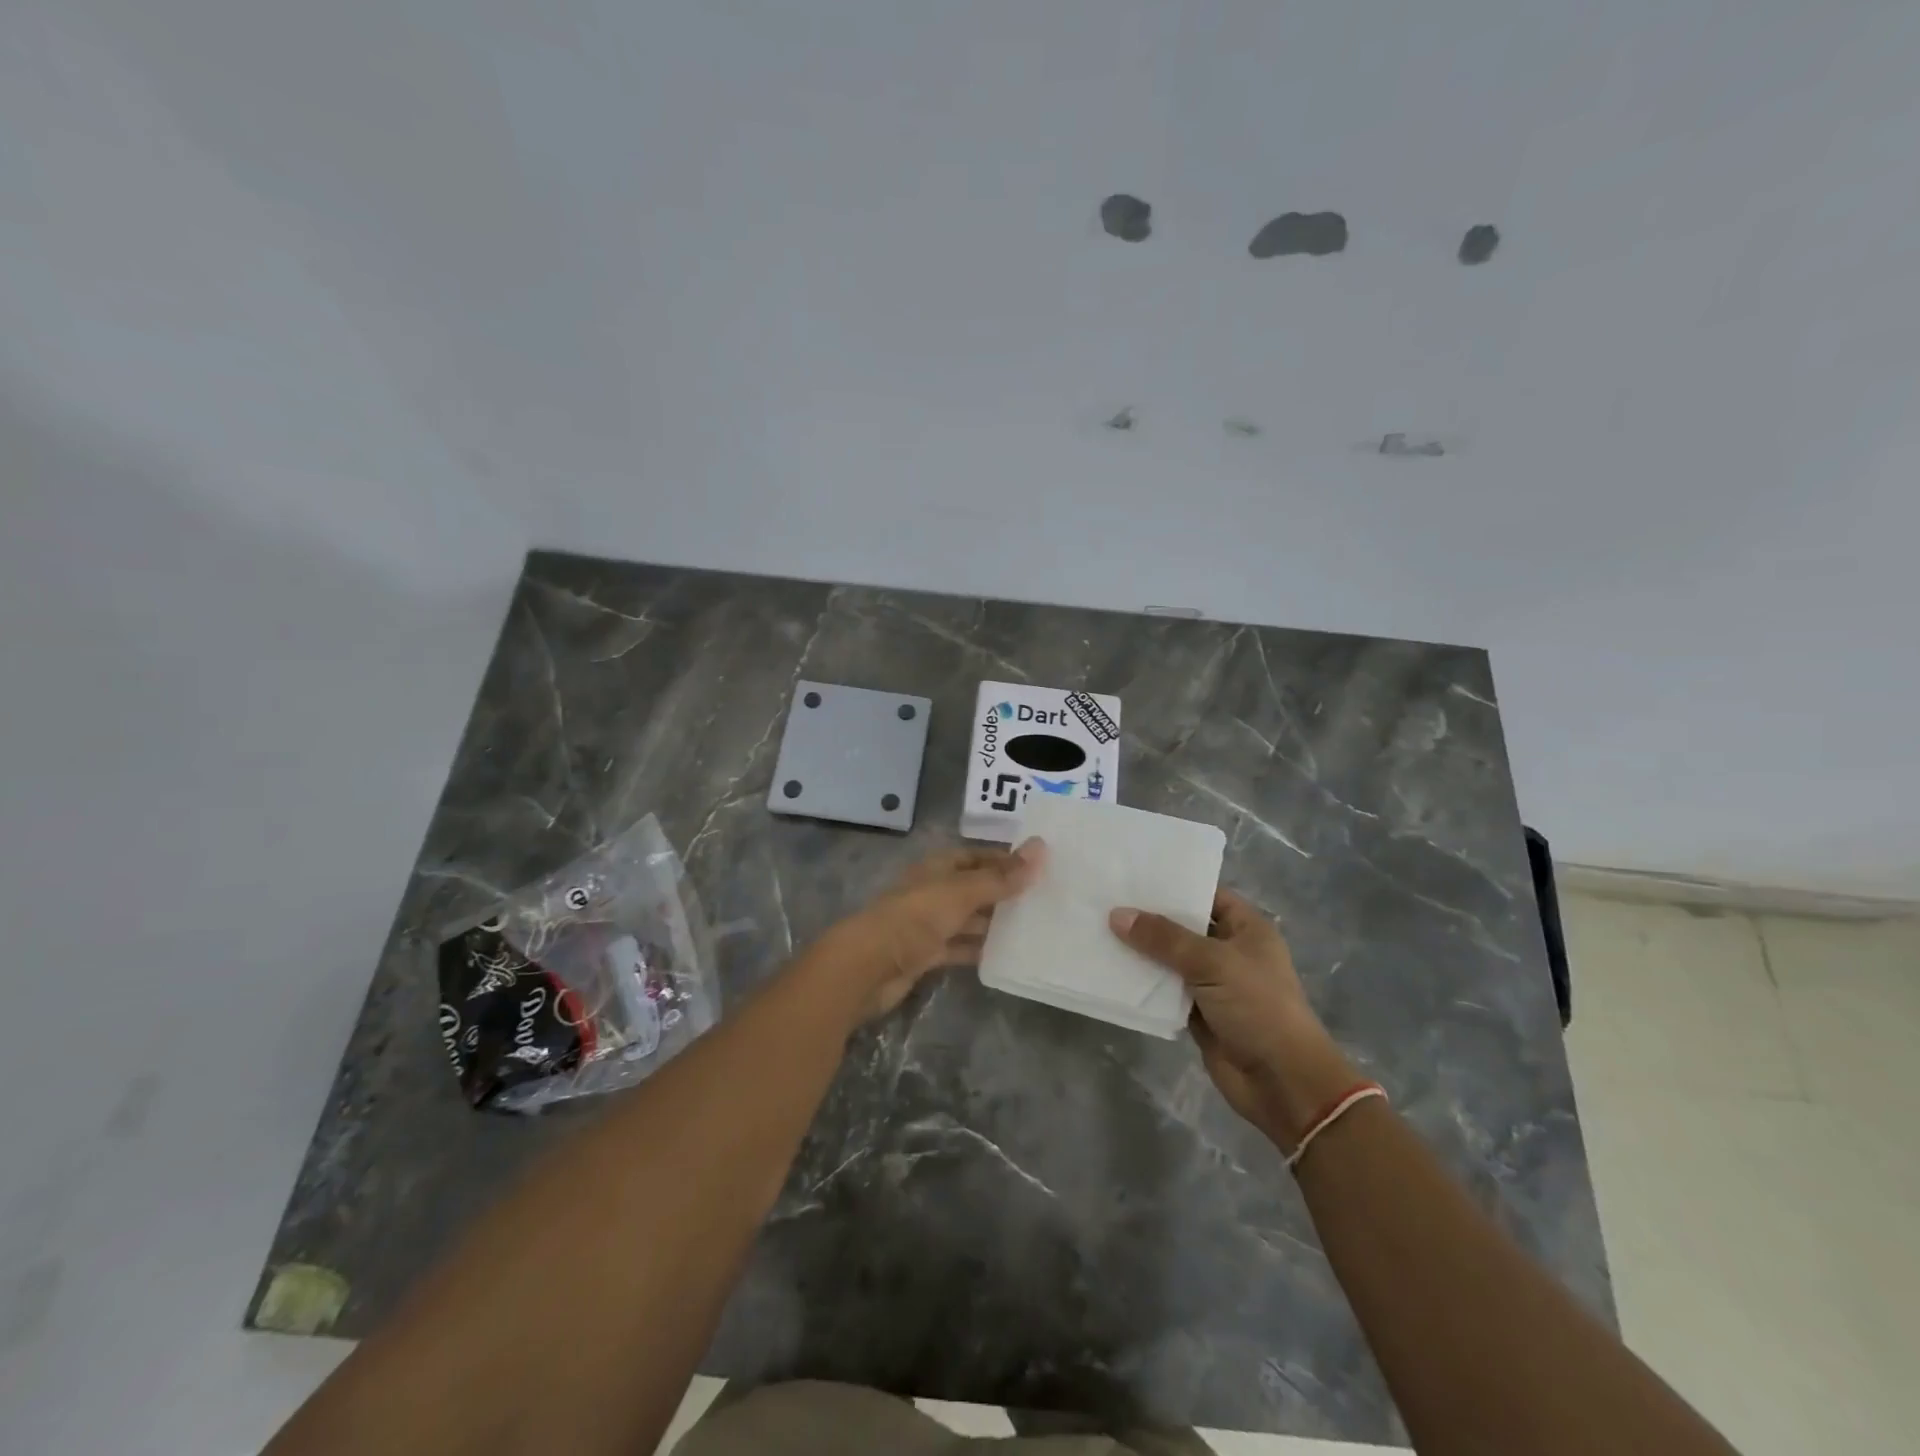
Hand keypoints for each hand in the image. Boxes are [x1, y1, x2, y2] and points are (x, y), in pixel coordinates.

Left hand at [822, 840, 1044, 1020]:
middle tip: (1047, 900)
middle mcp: (934, 891)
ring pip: (970, 919)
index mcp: (938, 868)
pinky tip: (1009, 956)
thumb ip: (1001, 877)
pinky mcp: (927, 954)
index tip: (1041, 867)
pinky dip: (980, 950)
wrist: (869, 965)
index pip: (977, 856)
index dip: (1006, 860)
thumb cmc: (915, 917)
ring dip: (996, 923)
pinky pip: (960, 947)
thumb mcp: (962, 892)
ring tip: (1036, 928)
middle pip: (975, 888)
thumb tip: (1041, 848)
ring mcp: (929, 924)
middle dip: (1005, 893)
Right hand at [1109, 890, 1357, 1149]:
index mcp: (1246, 929)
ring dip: (1141, 951)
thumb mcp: (1212, 962)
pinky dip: (1143, 983)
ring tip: (1098, 929)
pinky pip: (1165, 990)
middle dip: (1149, 918)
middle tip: (1105, 899)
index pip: (1206, 895)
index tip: (1132, 876)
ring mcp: (1213, 983)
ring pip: (1170, 959)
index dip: (1174, 885)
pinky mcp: (1197, 1012)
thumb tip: (1117, 915)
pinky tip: (1111, 969)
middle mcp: (1229, 951)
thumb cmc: (1258, 1007)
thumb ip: (1164, 938)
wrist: (1281, 1081)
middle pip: (1183, 927)